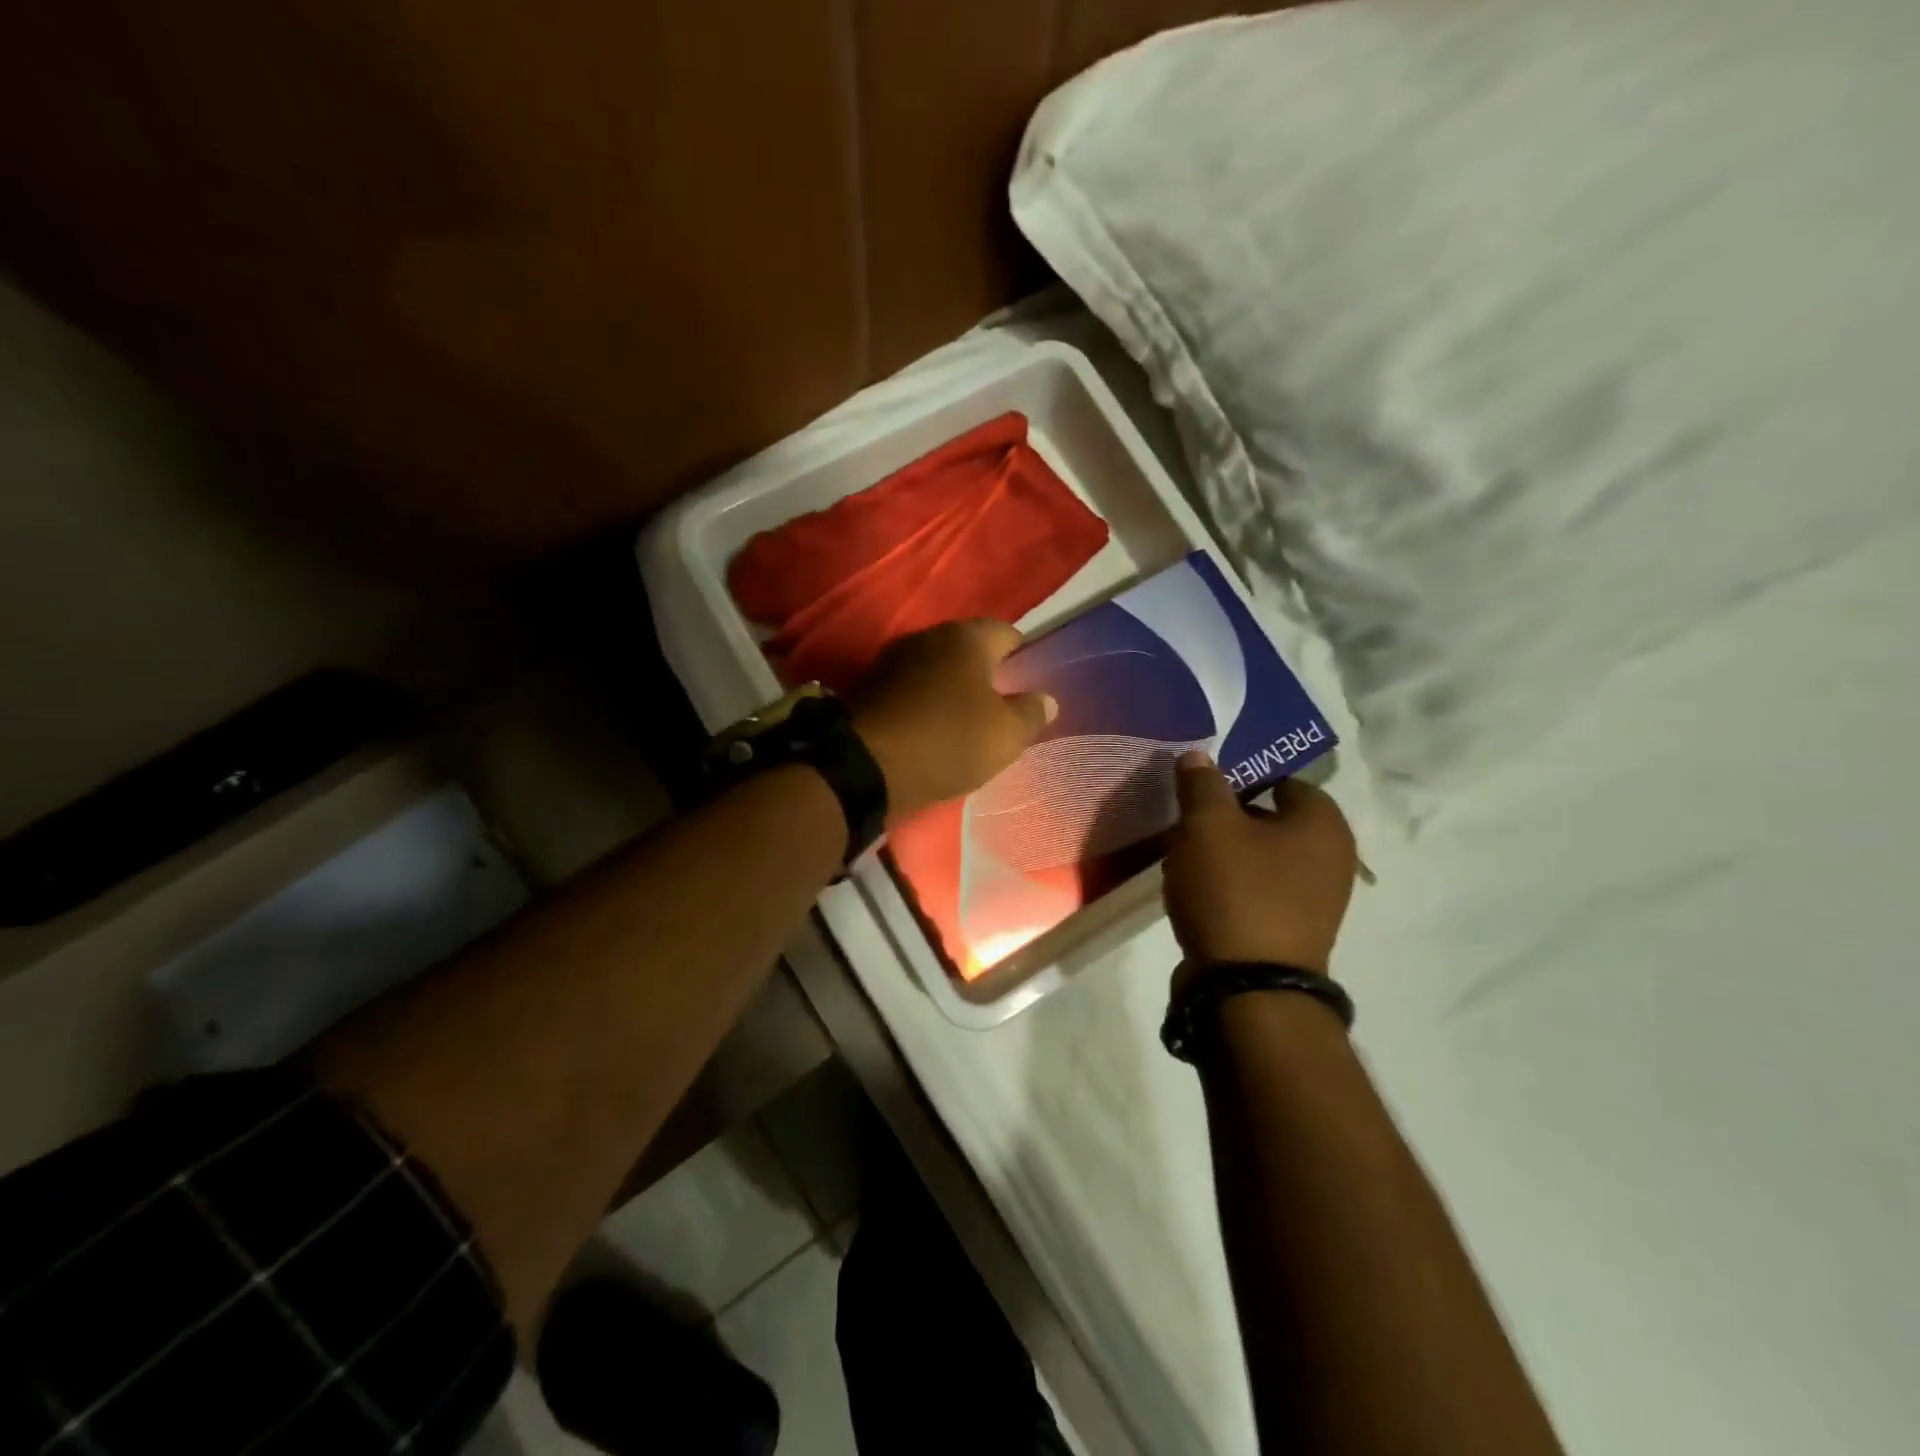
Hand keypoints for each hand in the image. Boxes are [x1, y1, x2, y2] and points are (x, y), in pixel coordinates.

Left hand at [849, 620, 1055, 819]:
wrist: (865, 766)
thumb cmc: (948, 741)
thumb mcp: (1005, 736)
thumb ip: (1031, 713)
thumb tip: (1046, 699)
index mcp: (966, 637)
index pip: (1008, 634)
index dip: (1024, 659)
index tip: (1029, 690)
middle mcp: (928, 636)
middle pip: (970, 650)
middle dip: (987, 676)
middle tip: (1001, 711)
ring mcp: (894, 659)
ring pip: (937, 669)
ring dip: (952, 691)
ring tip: (966, 726)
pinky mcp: (870, 686)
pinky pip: (911, 690)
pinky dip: (925, 705)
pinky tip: (932, 732)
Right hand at [1164, 752, 1357, 983]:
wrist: (1247, 987)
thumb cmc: (1234, 889)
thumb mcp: (1208, 824)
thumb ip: (1203, 784)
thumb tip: (1198, 757)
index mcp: (1324, 824)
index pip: (1282, 780)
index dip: (1239, 779)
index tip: (1201, 790)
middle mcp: (1331, 859)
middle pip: (1269, 820)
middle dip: (1226, 818)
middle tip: (1186, 822)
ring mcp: (1315, 901)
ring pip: (1259, 858)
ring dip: (1223, 854)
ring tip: (1183, 858)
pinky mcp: (1292, 932)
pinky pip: (1256, 892)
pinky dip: (1229, 887)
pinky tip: (1196, 892)